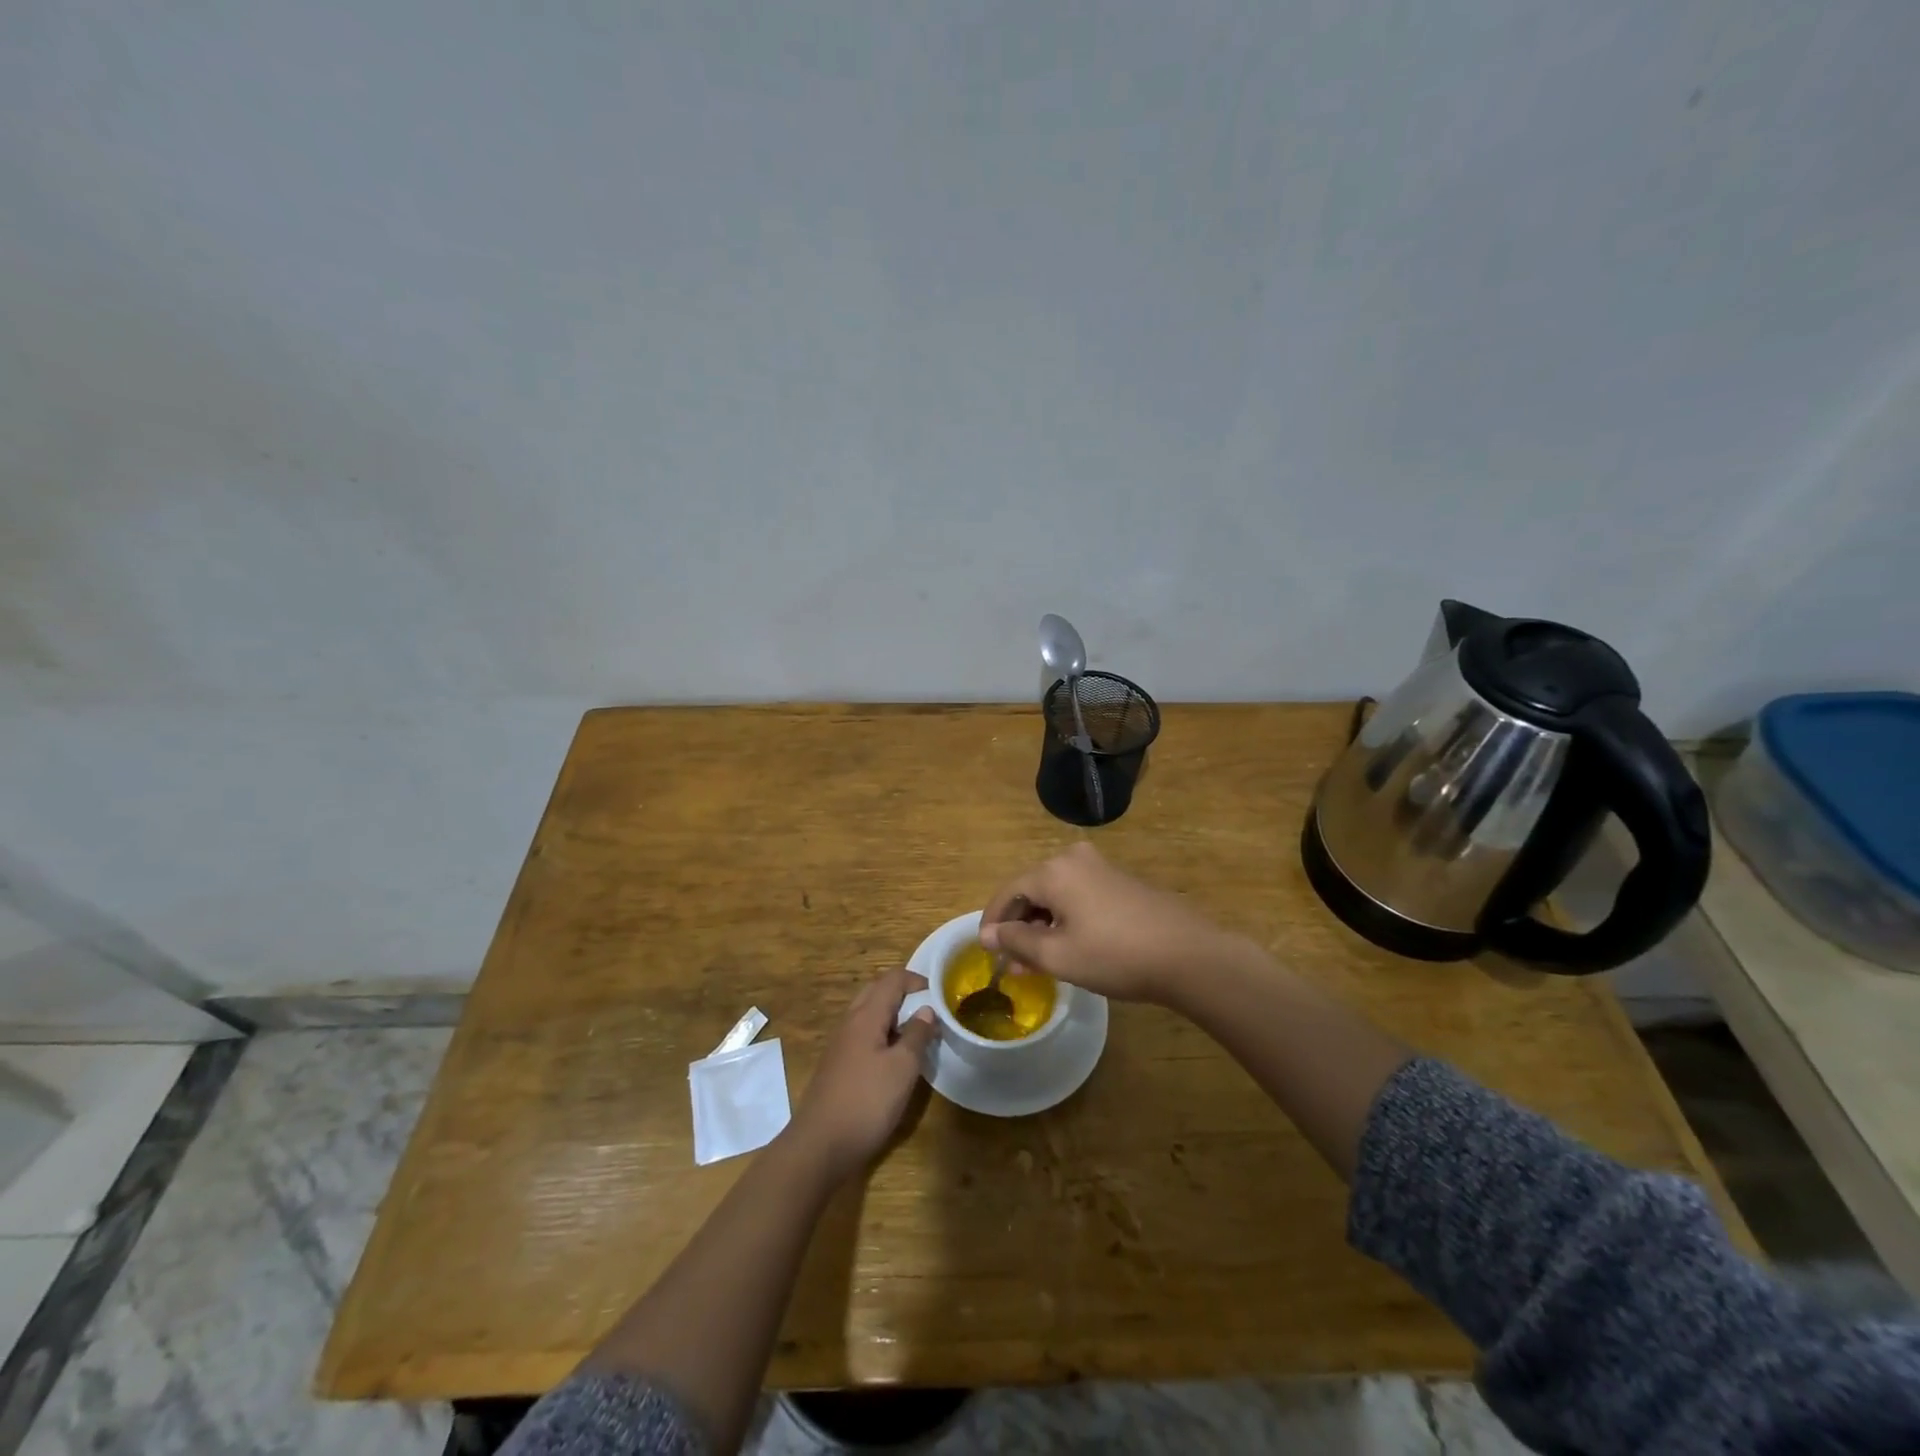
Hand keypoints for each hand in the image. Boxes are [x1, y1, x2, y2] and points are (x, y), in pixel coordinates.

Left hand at [787, 967, 936, 1183]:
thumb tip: (927, 1010)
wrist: (818, 1146)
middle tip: (929, 1012)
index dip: (917, 980)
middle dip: (904, 994)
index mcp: (866, 1016)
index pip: (892, 979)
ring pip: (869, 1014)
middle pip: (877, 991)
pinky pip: (863, 1035)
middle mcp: (850, 1022)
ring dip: (893, 1015)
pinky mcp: (837, 1065)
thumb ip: (917, 1035)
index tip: (940, 995)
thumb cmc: (866, 1102)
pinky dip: (882, 1035)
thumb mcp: (902, 1069)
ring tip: (917, 1035)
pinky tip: (895, 1059)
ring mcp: (840, 1044)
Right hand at [978, 843, 1242, 1003]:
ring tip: (1038, 961)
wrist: (1188, 955)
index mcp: (1054, 870)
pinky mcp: (1121, 882)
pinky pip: (1079, 896)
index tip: (986, 951)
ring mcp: (1101, 868)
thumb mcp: (1058, 955)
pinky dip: (1066, 919)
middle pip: (1032, 890)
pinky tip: (1069, 947)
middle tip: (1012, 961)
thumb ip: (1017, 942)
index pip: (1008, 891)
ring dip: (1042, 925)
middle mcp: (1074, 858)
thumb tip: (988, 934)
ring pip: (1056, 894)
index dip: (993, 922)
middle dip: (1019, 926)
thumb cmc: (1115, 955)